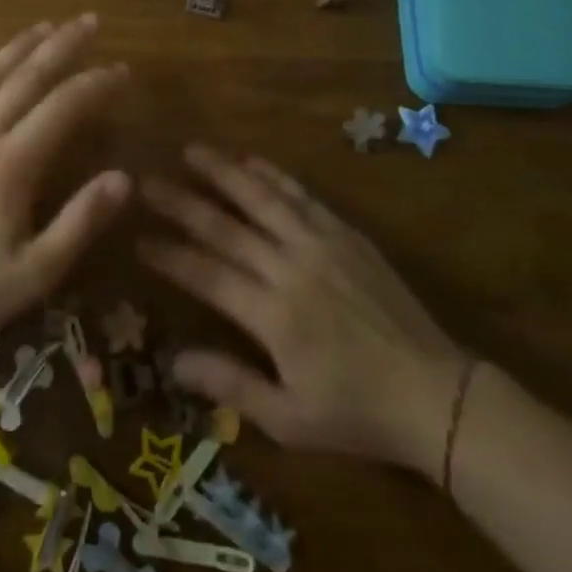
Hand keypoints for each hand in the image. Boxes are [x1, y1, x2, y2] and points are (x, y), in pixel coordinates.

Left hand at [0, 15, 130, 346]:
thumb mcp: (38, 270)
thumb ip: (82, 221)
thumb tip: (125, 178)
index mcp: (10, 166)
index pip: (62, 107)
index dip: (96, 84)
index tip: (122, 71)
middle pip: (26, 76)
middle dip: (62, 45)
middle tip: (90, 21)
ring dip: (20, 45)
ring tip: (48, 24)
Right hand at [139, 146, 468, 479]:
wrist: (435, 393)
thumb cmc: (356, 413)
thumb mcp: (290, 420)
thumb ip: (230, 385)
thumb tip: (173, 361)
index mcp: (273, 316)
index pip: (207, 274)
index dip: (169, 254)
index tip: (137, 237)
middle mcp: (290, 268)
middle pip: (226, 227)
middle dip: (181, 202)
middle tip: (146, 179)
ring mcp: (320, 245)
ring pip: (262, 198)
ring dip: (224, 172)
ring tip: (192, 150)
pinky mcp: (345, 235)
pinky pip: (302, 196)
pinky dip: (273, 176)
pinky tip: (251, 160)